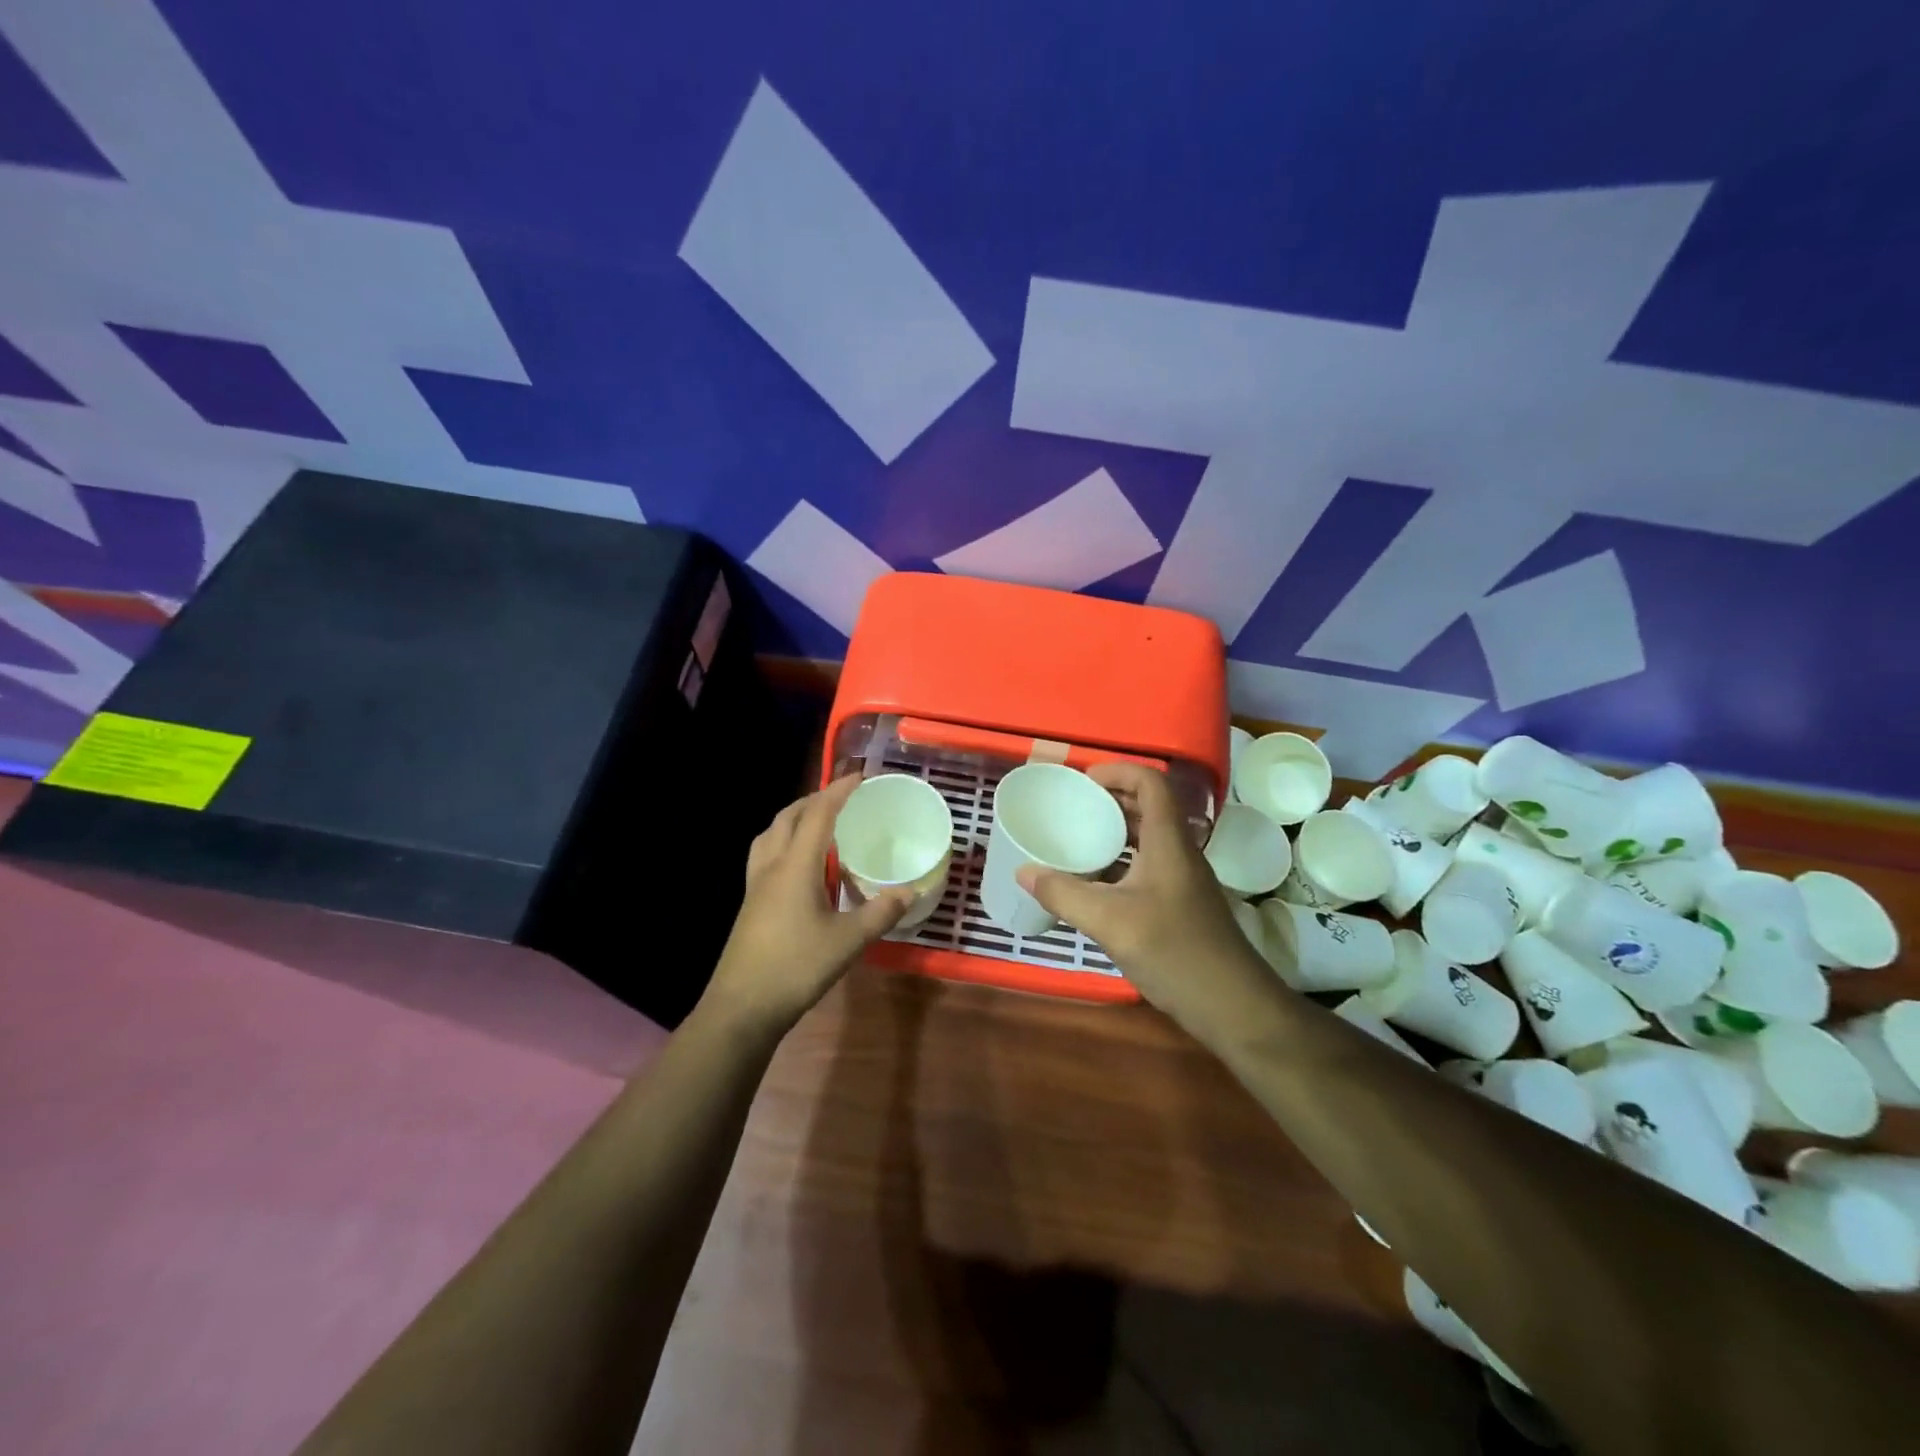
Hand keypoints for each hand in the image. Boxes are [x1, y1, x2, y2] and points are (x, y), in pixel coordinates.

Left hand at [704, 775, 914, 1035]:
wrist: (742, 1007)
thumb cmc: (796, 967)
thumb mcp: (848, 941)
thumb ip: (879, 913)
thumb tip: (909, 891)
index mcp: (795, 866)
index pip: (818, 814)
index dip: (838, 791)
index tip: (860, 777)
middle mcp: (771, 866)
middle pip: (788, 817)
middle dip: (814, 799)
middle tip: (841, 799)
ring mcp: (755, 885)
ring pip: (770, 835)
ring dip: (793, 819)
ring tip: (818, 824)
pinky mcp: (750, 904)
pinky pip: (765, 856)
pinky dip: (784, 843)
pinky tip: (800, 866)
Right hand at [1015, 762, 1282, 1037]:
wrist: (1233, 1006)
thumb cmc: (1174, 952)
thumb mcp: (1110, 922)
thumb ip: (1064, 894)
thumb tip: (1023, 871)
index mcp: (1168, 842)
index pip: (1152, 783)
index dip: (1119, 771)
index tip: (1083, 780)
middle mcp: (1179, 853)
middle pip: (1150, 807)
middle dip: (1112, 799)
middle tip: (1073, 807)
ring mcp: (1183, 880)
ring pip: (1149, 838)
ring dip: (1116, 831)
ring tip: (1078, 840)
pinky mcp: (1181, 905)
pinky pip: (1148, 866)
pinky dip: (1121, 863)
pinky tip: (1095, 886)